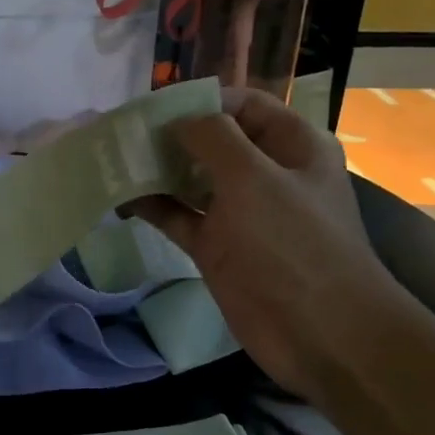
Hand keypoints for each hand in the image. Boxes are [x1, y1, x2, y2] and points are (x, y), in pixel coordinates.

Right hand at [132, 88, 405, 400]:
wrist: (320, 333)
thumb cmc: (292, 244)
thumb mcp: (253, 177)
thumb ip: (212, 137)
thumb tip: (176, 120)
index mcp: (292, 146)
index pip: (244, 105)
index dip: (201, 100)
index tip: (153, 107)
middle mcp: (266, 173)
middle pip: (213, 141)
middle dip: (170, 135)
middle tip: (122, 133)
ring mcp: (241, 213)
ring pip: (192, 179)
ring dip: (157, 170)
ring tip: (114, 162)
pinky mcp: (218, 247)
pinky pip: (181, 216)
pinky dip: (154, 206)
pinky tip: (121, 198)